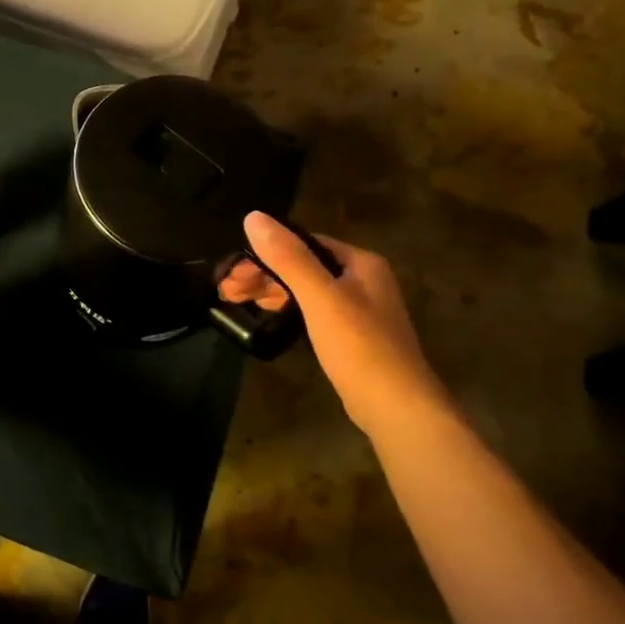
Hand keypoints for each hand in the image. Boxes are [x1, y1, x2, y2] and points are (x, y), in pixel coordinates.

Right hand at [220, 213, 450, 434]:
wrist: (397, 407)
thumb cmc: (359, 347)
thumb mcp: (319, 298)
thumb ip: (288, 258)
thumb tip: (253, 216)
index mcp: (361, 264)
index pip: (305, 243)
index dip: (267, 252)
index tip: (235, 270)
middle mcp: (364, 281)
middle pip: (304, 266)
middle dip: (264, 274)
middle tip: (227, 289)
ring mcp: (360, 310)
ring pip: (306, 290)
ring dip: (272, 291)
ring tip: (236, 300)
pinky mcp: (353, 337)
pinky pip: (313, 311)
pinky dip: (288, 310)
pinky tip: (269, 316)